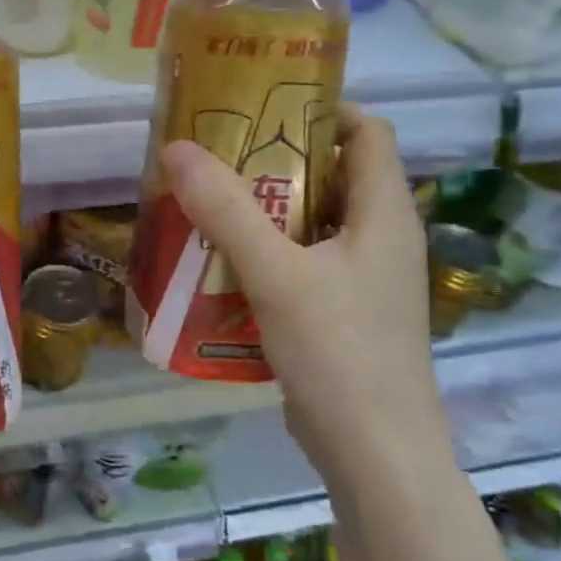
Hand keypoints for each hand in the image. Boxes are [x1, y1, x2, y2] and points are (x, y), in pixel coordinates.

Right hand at [159, 105, 450, 490]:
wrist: (376, 455)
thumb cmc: (339, 353)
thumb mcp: (277, 274)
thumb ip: (226, 211)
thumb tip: (176, 148)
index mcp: (384, 214)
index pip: (367, 133)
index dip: (321, 109)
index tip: (258, 105)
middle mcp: (381, 239)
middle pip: (332, 176)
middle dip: (273, 161)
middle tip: (214, 155)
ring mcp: (363, 281)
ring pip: (312, 224)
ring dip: (263, 211)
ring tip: (205, 203)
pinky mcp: (342, 316)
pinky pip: (301, 265)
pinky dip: (264, 255)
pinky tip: (218, 265)